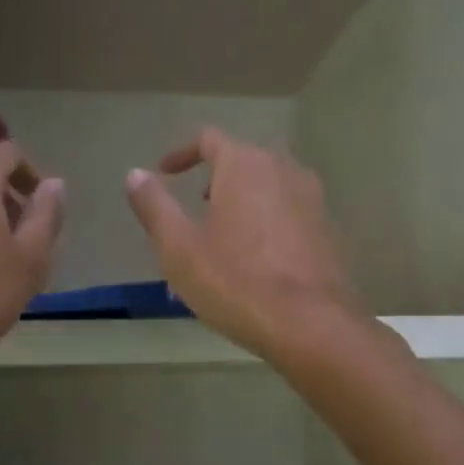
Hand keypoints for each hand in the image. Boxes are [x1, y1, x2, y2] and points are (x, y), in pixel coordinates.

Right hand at [125, 128, 362, 356]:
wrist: (311, 325)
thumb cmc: (235, 281)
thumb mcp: (178, 247)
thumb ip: (154, 206)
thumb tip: (135, 175)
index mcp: (245, 165)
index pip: (209, 140)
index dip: (182, 153)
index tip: (164, 173)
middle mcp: (284, 170)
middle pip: (240, 166)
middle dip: (212, 186)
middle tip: (191, 217)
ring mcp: (312, 200)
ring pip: (265, 194)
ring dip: (239, 210)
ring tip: (218, 247)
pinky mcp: (328, 232)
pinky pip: (287, 218)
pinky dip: (264, 229)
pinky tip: (253, 267)